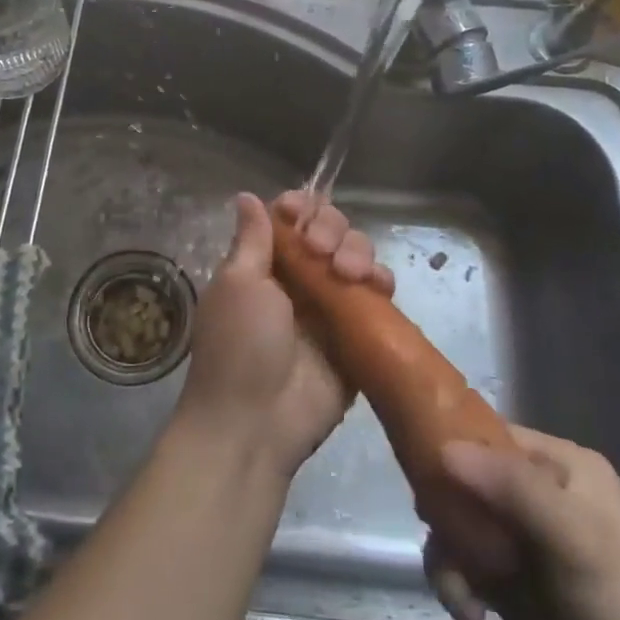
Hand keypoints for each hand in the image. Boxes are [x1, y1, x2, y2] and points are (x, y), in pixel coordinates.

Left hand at [175, 191, 391, 478]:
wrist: (255, 423)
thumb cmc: (238, 345)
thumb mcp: (238, 284)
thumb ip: (252, 239)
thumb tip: (247, 196)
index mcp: (264, 263)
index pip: (291, 218)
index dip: (301, 208)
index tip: (300, 214)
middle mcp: (298, 278)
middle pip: (329, 231)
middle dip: (332, 229)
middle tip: (321, 252)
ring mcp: (330, 306)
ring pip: (356, 258)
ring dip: (357, 252)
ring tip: (348, 273)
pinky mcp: (357, 334)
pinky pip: (377, 297)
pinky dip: (381, 283)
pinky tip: (377, 286)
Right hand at [422, 430, 619, 619]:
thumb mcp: (574, 538)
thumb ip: (511, 488)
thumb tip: (443, 448)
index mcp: (558, 464)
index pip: (488, 433)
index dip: (449, 441)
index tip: (417, 466)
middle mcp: (536, 493)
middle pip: (464, 479)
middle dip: (444, 510)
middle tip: (436, 534)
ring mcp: (522, 540)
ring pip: (458, 524)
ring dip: (448, 556)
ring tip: (458, 593)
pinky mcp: (511, 584)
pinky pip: (463, 565)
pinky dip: (457, 585)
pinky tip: (469, 615)